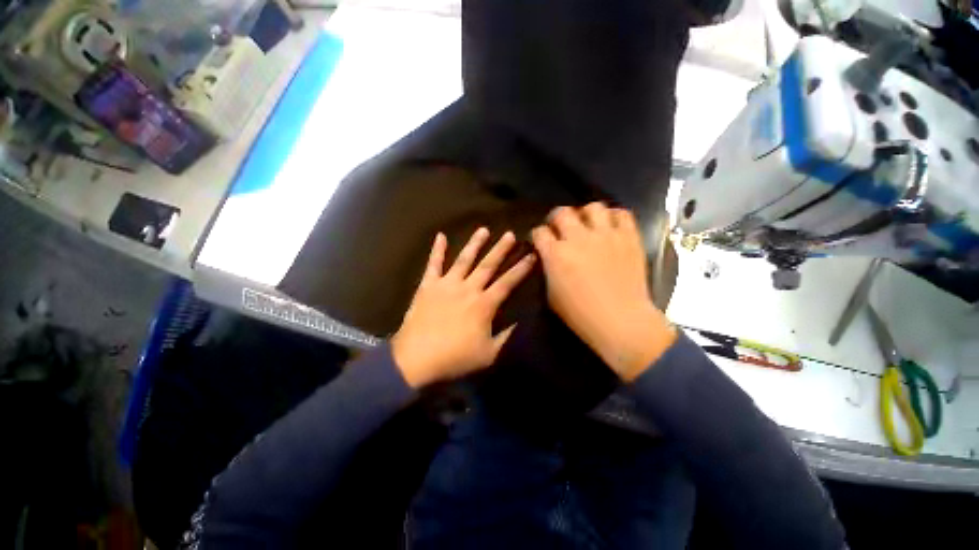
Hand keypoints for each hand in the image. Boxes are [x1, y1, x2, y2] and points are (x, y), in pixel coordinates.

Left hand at [392, 228, 535, 387]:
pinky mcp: (428, 286)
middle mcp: (468, 289)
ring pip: (464, 259)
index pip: (507, 282)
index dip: (521, 269)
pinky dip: (437, 250)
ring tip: (484, 229)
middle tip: (511, 234)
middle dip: (501, 249)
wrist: (416, 360)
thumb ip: (506, 336)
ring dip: (475, 244)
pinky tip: (440, 236)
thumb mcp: (488, 354)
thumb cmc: (455, 359)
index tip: (531, 256)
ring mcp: (446, 285)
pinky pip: (433, 264)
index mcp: (484, 305)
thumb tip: (520, 321)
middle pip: (488, 265)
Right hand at [532, 203, 676, 380]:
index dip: (538, 234)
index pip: (539, 232)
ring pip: (592, 207)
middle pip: (562, 212)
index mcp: (556, 254)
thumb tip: (548, 258)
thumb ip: (548, 270)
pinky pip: (622, 214)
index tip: (540, 240)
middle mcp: (578, 238)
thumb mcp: (551, 295)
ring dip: (585, 214)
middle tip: (560, 228)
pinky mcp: (628, 237)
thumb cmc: (580, 315)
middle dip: (556, 218)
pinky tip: (610, 227)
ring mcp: (605, 235)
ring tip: (587, 225)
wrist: (621, 321)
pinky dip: (613, 217)